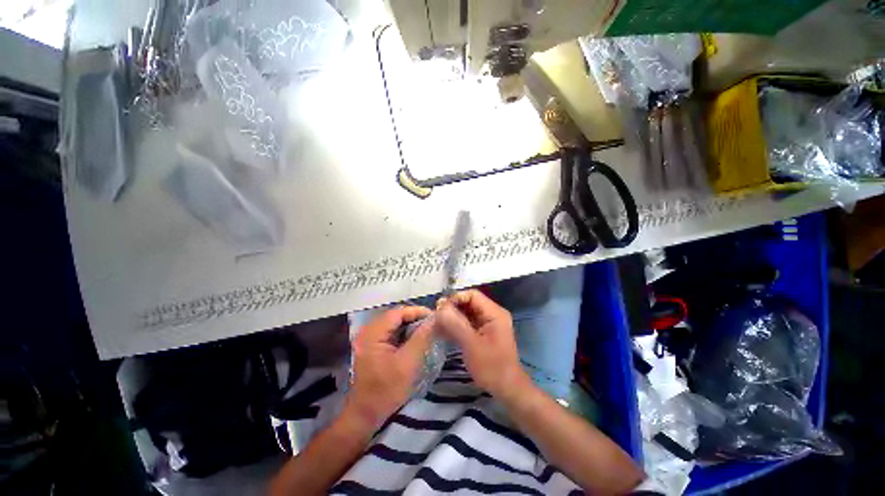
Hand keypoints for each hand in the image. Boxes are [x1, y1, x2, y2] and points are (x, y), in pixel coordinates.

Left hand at [343, 306, 434, 429]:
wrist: (365, 415)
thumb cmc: (386, 390)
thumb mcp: (407, 363)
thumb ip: (421, 338)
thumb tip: (435, 319)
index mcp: (372, 333)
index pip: (398, 312)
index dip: (417, 311)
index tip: (435, 317)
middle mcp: (368, 331)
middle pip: (395, 316)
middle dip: (415, 318)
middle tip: (433, 323)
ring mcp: (369, 339)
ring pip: (394, 324)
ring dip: (410, 325)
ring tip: (427, 330)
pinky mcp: (372, 346)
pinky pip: (391, 333)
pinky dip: (404, 333)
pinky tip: (415, 339)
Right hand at [435, 290, 530, 398]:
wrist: (507, 389)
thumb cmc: (492, 367)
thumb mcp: (472, 345)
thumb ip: (456, 324)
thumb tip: (440, 307)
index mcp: (494, 313)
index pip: (472, 295)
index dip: (455, 298)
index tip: (439, 308)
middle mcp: (492, 314)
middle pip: (469, 303)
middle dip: (452, 308)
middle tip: (436, 317)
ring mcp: (488, 323)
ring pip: (466, 313)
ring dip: (452, 317)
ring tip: (437, 324)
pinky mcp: (483, 333)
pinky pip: (467, 323)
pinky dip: (456, 326)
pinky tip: (443, 331)